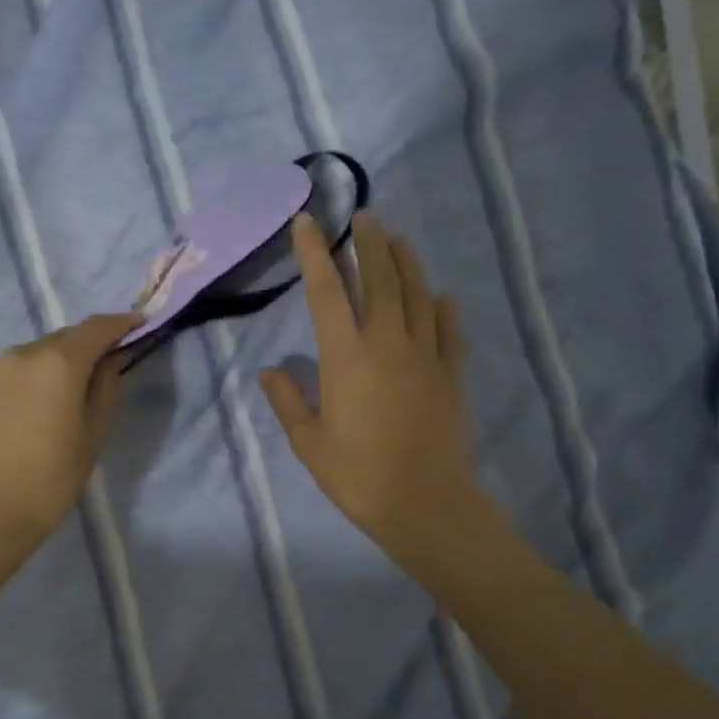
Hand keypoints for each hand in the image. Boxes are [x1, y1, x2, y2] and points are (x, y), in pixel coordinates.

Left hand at [0, 314, 140, 554]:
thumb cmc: (49, 482)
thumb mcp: (92, 438)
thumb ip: (105, 389)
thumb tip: (109, 361)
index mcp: (58, 363)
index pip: (96, 328)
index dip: (120, 323)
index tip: (136, 325)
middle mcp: (20, 353)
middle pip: (62, 339)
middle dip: (83, 349)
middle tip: (97, 371)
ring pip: (29, 357)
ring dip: (48, 367)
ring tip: (53, 401)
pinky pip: (3, 375)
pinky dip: (20, 383)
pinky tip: (20, 415)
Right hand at [261, 214, 481, 568]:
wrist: (426, 503)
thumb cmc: (358, 475)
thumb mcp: (309, 443)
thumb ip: (288, 401)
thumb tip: (268, 371)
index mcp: (346, 356)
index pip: (326, 291)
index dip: (315, 253)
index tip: (307, 221)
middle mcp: (387, 343)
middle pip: (379, 279)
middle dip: (370, 243)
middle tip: (365, 215)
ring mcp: (424, 355)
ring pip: (417, 295)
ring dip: (406, 263)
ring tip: (398, 239)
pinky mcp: (450, 374)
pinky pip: (448, 330)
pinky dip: (443, 308)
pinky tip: (441, 295)